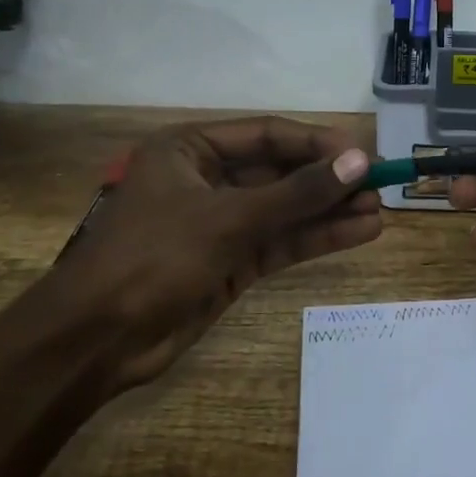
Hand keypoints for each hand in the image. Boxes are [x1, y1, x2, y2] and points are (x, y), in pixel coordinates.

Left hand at [39, 116, 380, 394]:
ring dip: (330, 210)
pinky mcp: (231, 263)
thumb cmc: (151, 257)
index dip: (318, 142)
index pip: (268, 134)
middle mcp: (208, 179)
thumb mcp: (228, 218)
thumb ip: (297, 193)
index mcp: (191, 149)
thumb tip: (359, 162)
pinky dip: (317, 238)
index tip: (364, 154)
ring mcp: (221, 223)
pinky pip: (281, 241)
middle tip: (380, 185)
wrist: (96, 342)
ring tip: (380, 210)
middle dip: (328, 180)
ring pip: (286, 209)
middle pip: (280, 172)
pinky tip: (360, 233)